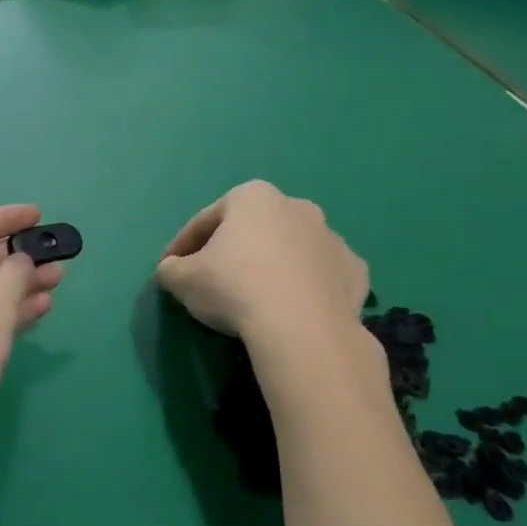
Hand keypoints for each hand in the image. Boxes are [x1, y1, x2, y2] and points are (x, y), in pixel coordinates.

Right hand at [155, 181, 369, 339]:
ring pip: (291, 250)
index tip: (170, 269)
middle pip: (253, 230)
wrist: (302, 328)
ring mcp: (331, 238)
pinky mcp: (356, 271)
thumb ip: (171, 269)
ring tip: (257, 300)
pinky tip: (294, 309)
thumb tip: (171, 270)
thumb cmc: (235, 288)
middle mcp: (296, 206)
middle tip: (214, 281)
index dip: (182, 245)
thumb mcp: (183, 279)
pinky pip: (321, 276)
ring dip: (273, 267)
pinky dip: (308, 287)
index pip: (206, 220)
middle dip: (233, 250)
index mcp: (252, 197)